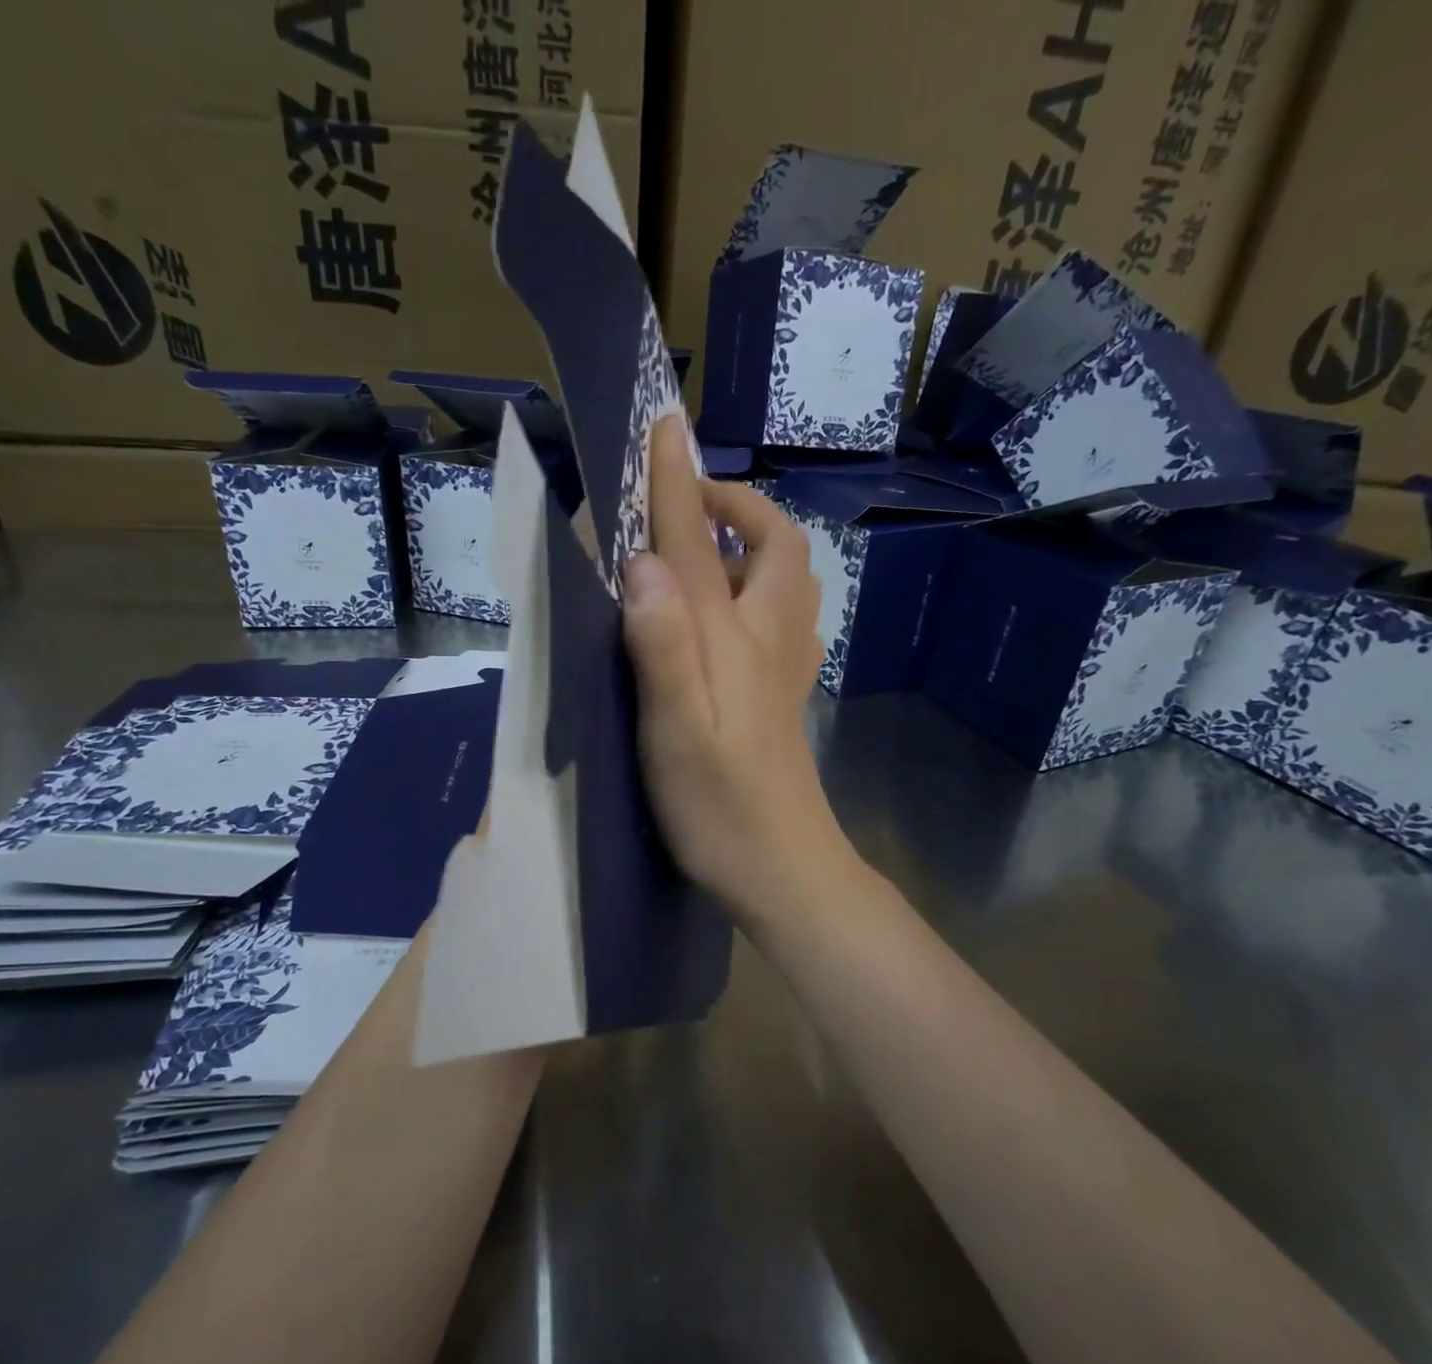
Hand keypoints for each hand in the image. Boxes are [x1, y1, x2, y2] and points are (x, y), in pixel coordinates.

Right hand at [621, 417, 856, 926]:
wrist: (784, 869)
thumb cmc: (721, 807)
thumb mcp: (676, 729)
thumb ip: (660, 644)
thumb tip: (642, 562)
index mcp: (732, 638)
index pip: (701, 542)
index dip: (677, 482)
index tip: (663, 426)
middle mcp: (766, 639)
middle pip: (774, 546)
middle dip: (737, 505)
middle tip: (690, 502)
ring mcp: (783, 668)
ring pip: (788, 580)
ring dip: (754, 542)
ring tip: (709, 545)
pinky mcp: (782, 697)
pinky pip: (785, 618)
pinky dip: (762, 589)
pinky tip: (735, 612)